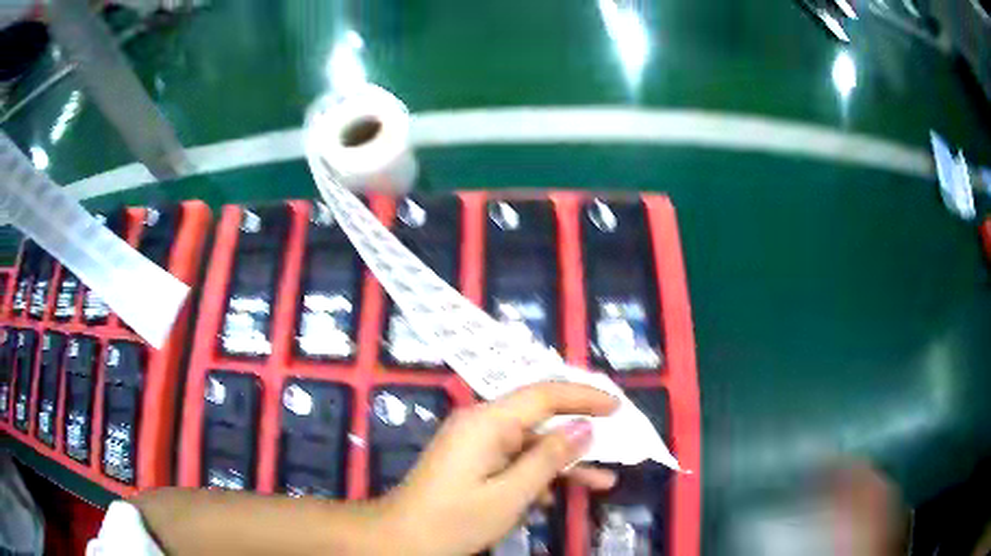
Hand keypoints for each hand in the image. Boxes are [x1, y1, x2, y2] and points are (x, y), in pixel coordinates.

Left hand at [378, 382, 619, 555]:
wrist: (399, 539)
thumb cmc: (454, 520)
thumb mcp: (509, 495)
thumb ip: (549, 459)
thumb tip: (585, 428)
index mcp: (487, 422)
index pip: (544, 394)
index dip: (584, 396)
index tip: (618, 406)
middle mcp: (481, 423)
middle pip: (540, 417)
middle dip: (579, 432)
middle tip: (617, 444)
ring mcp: (475, 443)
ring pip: (530, 443)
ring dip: (563, 462)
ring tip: (602, 481)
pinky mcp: (472, 462)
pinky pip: (514, 459)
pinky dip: (537, 475)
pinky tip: (554, 498)